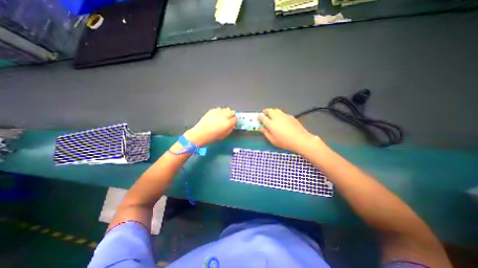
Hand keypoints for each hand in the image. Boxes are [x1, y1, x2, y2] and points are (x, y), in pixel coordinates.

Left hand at [184, 106, 236, 146]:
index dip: (234, 121)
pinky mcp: (212, 110)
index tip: (233, 123)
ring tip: (223, 117)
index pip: (235, 119)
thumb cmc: (213, 136)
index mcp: (228, 123)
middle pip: (232, 112)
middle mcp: (224, 116)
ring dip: (226, 113)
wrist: (201, 133)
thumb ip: (230, 128)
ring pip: (226, 109)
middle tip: (229, 119)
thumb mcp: (225, 135)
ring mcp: (218, 112)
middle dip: (232, 115)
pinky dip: (219, 112)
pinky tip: (216, 116)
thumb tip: (233, 124)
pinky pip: (219, 109)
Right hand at [258, 108, 315, 153]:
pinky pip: (283, 113)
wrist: (300, 139)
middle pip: (269, 110)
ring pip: (276, 110)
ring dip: (272, 111)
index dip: (260, 116)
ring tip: (272, 114)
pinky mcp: (290, 116)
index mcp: (271, 124)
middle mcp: (277, 118)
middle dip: (266, 111)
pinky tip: (281, 119)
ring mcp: (284, 116)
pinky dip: (279, 114)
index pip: (263, 117)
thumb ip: (266, 133)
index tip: (259, 116)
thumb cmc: (285, 142)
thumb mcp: (273, 140)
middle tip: (264, 113)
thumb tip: (262, 128)